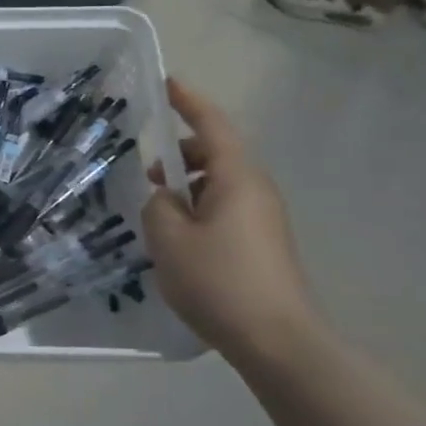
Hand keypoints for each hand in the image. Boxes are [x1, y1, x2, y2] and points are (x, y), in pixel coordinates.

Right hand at [142, 78, 322, 365]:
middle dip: (180, 154)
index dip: (188, 102)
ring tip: (158, 213)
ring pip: (219, 184)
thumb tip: (166, 198)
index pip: (212, 125)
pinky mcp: (263, 244)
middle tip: (147, 172)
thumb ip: (158, 206)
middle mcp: (256, 190)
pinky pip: (225, 209)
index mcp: (237, 177)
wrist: (279, 342)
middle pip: (216, 153)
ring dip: (188, 186)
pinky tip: (178, 241)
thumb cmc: (220, 281)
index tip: (166, 83)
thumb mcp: (169, 239)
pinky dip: (199, 209)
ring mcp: (264, 218)